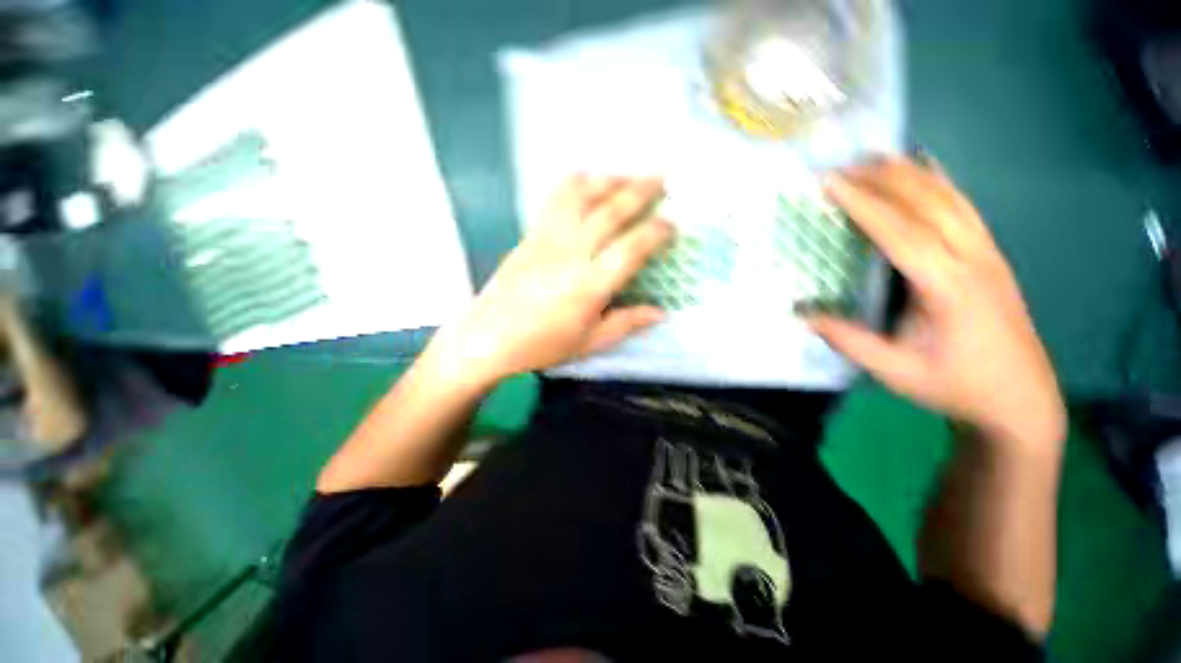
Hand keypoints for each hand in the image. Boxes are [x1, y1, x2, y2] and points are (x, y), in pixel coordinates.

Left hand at [431, 175, 673, 386]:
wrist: (487, 337)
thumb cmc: (541, 346)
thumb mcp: (589, 342)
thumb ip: (626, 323)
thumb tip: (660, 312)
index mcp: (589, 286)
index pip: (632, 248)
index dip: (656, 232)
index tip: (671, 224)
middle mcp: (571, 253)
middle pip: (611, 210)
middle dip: (640, 190)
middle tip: (662, 179)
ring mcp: (548, 238)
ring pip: (582, 195)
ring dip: (609, 180)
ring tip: (628, 176)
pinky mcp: (531, 234)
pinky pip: (555, 198)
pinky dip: (576, 183)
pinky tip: (587, 182)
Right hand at [809, 158, 1065, 451]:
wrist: (1020, 399)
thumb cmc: (956, 385)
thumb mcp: (896, 371)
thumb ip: (849, 341)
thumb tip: (802, 316)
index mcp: (948, 287)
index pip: (900, 233)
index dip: (864, 205)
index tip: (832, 182)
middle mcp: (972, 259)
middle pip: (928, 204)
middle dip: (885, 179)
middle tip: (846, 163)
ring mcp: (988, 254)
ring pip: (950, 199)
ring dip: (913, 174)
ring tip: (880, 156)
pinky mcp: (992, 257)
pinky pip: (966, 208)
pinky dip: (944, 183)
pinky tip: (930, 169)